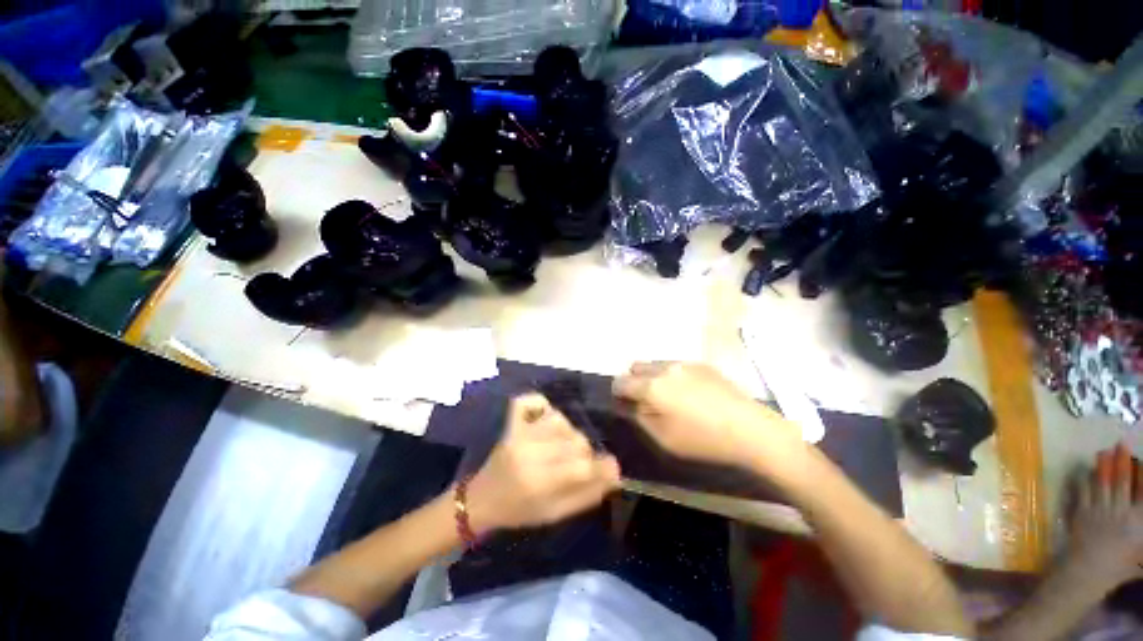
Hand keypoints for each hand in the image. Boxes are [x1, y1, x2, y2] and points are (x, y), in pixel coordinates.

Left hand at [466, 393, 620, 532]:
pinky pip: (531, 400)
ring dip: (568, 432)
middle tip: (577, 464)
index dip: (603, 467)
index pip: (582, 467)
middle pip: (576, 440)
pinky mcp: (511, 421)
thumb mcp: (555, 514)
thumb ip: (586, 495)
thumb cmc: (519, 512)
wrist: (481, 499)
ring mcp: (519, 432)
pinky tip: (544, 418)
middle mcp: (529, 452)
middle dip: (585, 453)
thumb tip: (614, 475)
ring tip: (562, 445)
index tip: (610, 469)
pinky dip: (542, 405)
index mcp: (538, 482)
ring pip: (561, 420)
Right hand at [612, 361, 800, 468]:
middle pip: (637, 366)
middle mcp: (665, 368)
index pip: (621, 382)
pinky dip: (672, 376)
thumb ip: (640, 417)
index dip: (618, 393)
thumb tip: (630, 404)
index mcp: (652, 386)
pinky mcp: (702, 364)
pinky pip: (676, 366)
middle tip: (646, 401)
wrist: (750, 429)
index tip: (623, 404)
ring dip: (653, 377)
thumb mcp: (664, 438)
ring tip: (669, 397)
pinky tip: (689, 394)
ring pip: (657, 364)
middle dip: (634, 381)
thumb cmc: (703, 439)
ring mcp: (685, 363)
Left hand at [1064, 443, 1142, 594]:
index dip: (1142, 475)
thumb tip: (1138, 512)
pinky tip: (1083, 469)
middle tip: (1121, 443)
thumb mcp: (1140, 555)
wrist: (1088, 573)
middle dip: (1122, 461)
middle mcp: (1120, 511)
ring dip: (1103, 465)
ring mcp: (1099, 510)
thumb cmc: (1118, 568)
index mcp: (1138, 521)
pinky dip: (1084, 479)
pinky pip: (1083, 491)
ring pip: (1102, 482)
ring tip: (1103, 450)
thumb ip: (1142, 537)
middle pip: (1122, 481)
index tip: (1142, 459)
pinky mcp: (1081, 513)